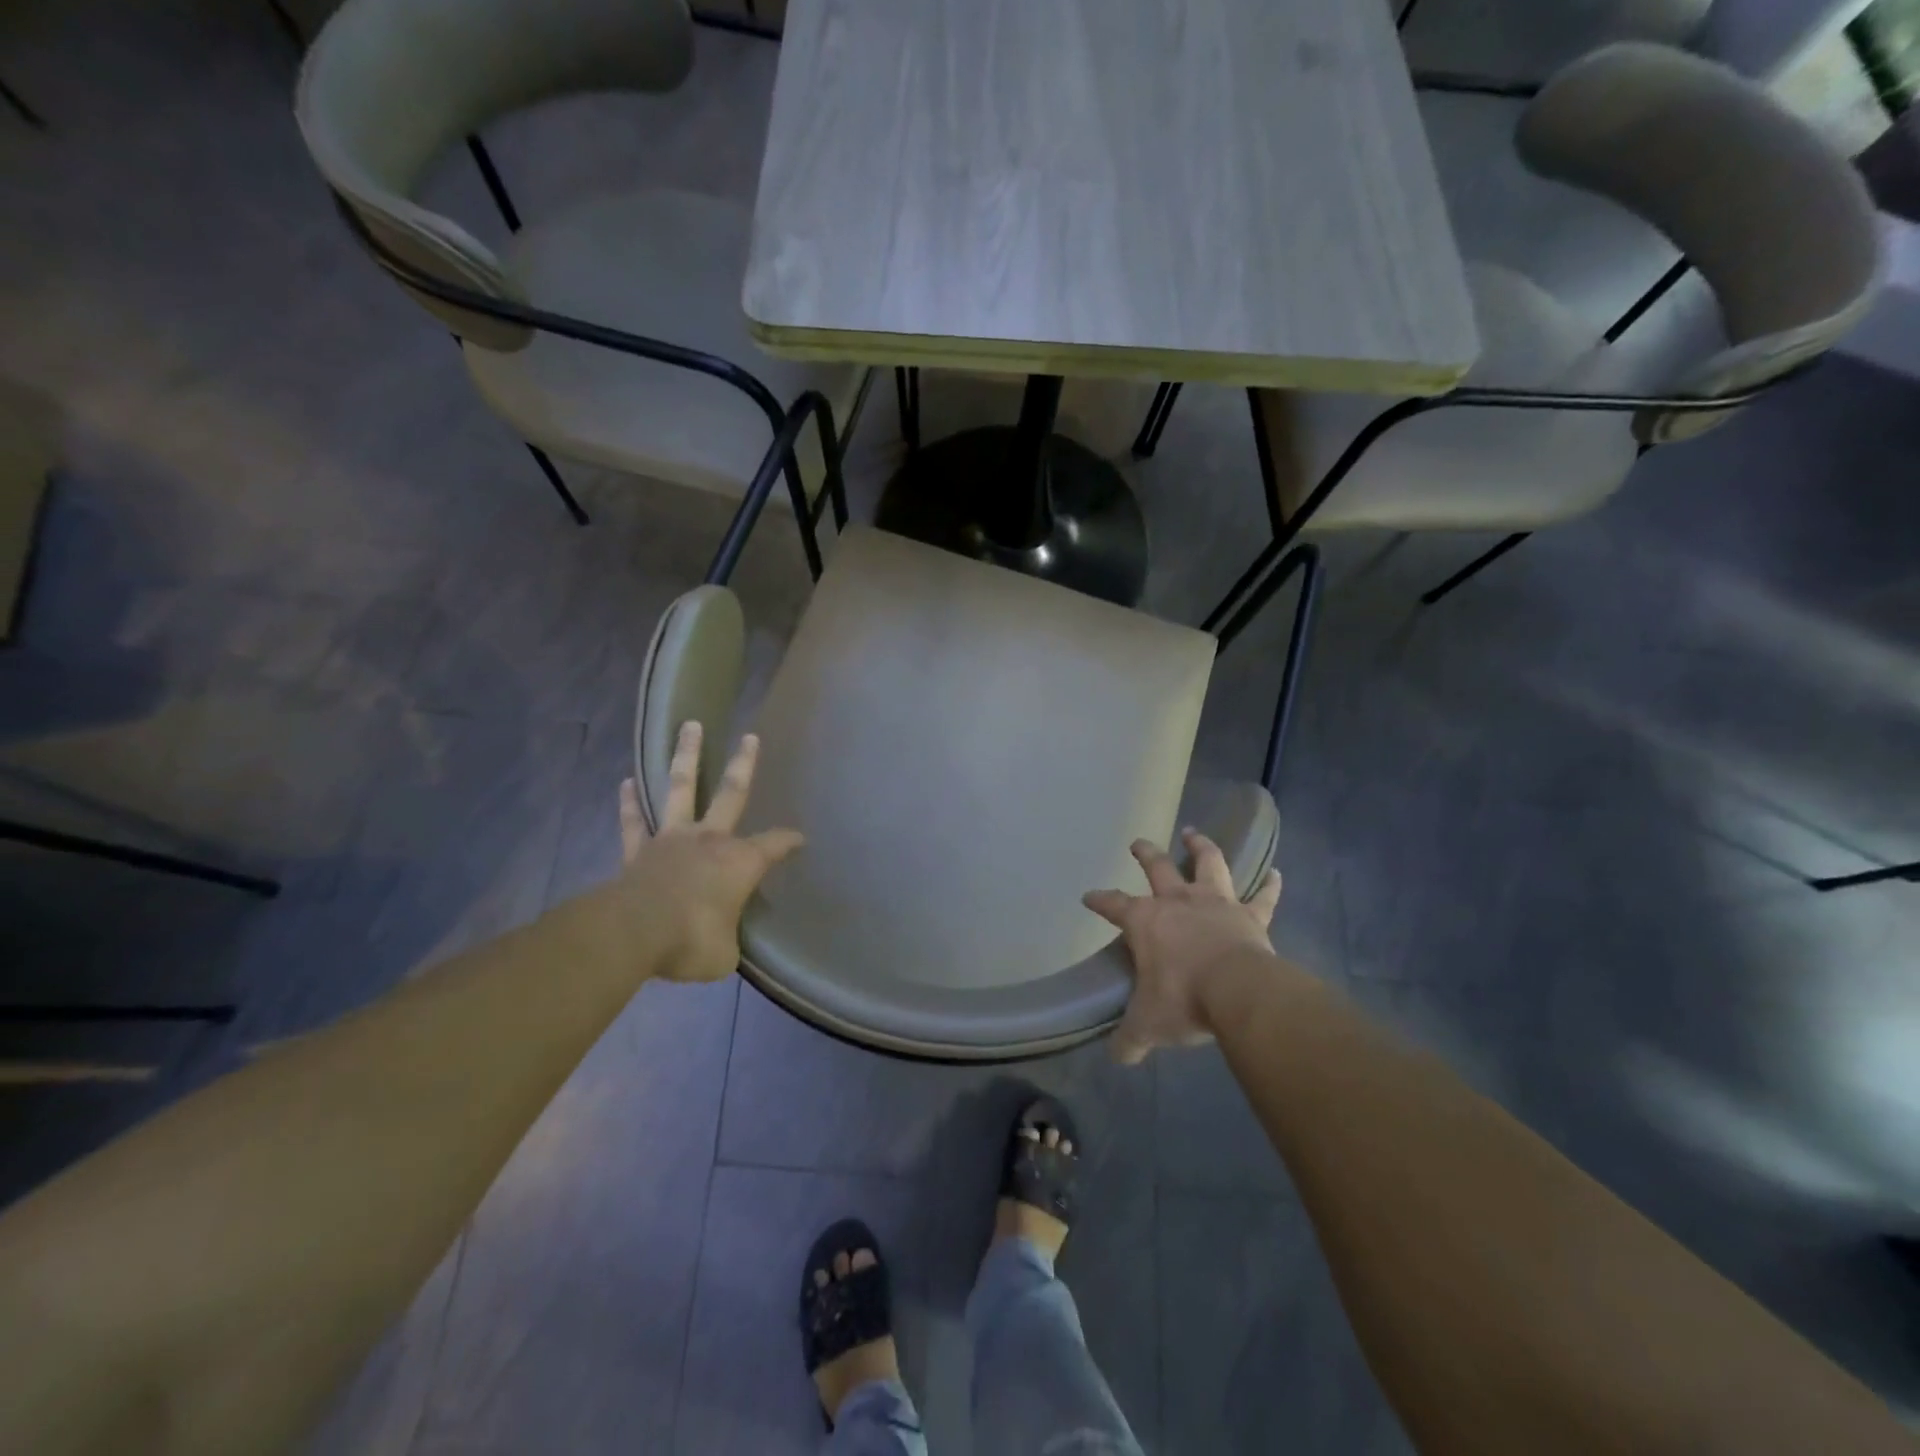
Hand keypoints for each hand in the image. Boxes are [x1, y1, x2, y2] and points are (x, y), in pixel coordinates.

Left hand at [611, 721, 803, 983]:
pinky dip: (630, 802)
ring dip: (686, 756)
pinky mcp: (638, 851)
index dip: (789, 841)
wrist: (635, 933)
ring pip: (681, 788)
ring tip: (689, 726)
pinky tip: (626, 781)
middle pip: (731, 792)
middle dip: (743, 764)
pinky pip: (634, 822)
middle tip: (750, 737)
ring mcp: (671, 839)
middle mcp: (709, 840)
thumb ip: (726, 939)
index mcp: (739, 862)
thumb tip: (721, 943)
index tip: (800, 838)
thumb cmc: (691, 941)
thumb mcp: (723, 954)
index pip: (774, 845)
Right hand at [1084, 830, 1282, 1064]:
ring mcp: (1217, 904)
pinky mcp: (1250, 916)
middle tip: (1138, 843)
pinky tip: (1276, 873)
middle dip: (1145, 853)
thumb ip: (1130, 1039)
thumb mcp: (1148, 1025)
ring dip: (1200, 847)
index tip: (1088, 896)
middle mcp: (1178, 901)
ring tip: (1194, 833)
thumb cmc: (1183, 1000)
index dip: (1099, 900)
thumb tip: (1118, 1057)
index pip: (1113, 904)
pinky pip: (1264, 897)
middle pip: (1158, 867)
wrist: (1238, 993)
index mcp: (1146, 921)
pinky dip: (1271, 885)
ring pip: (1208, 864)